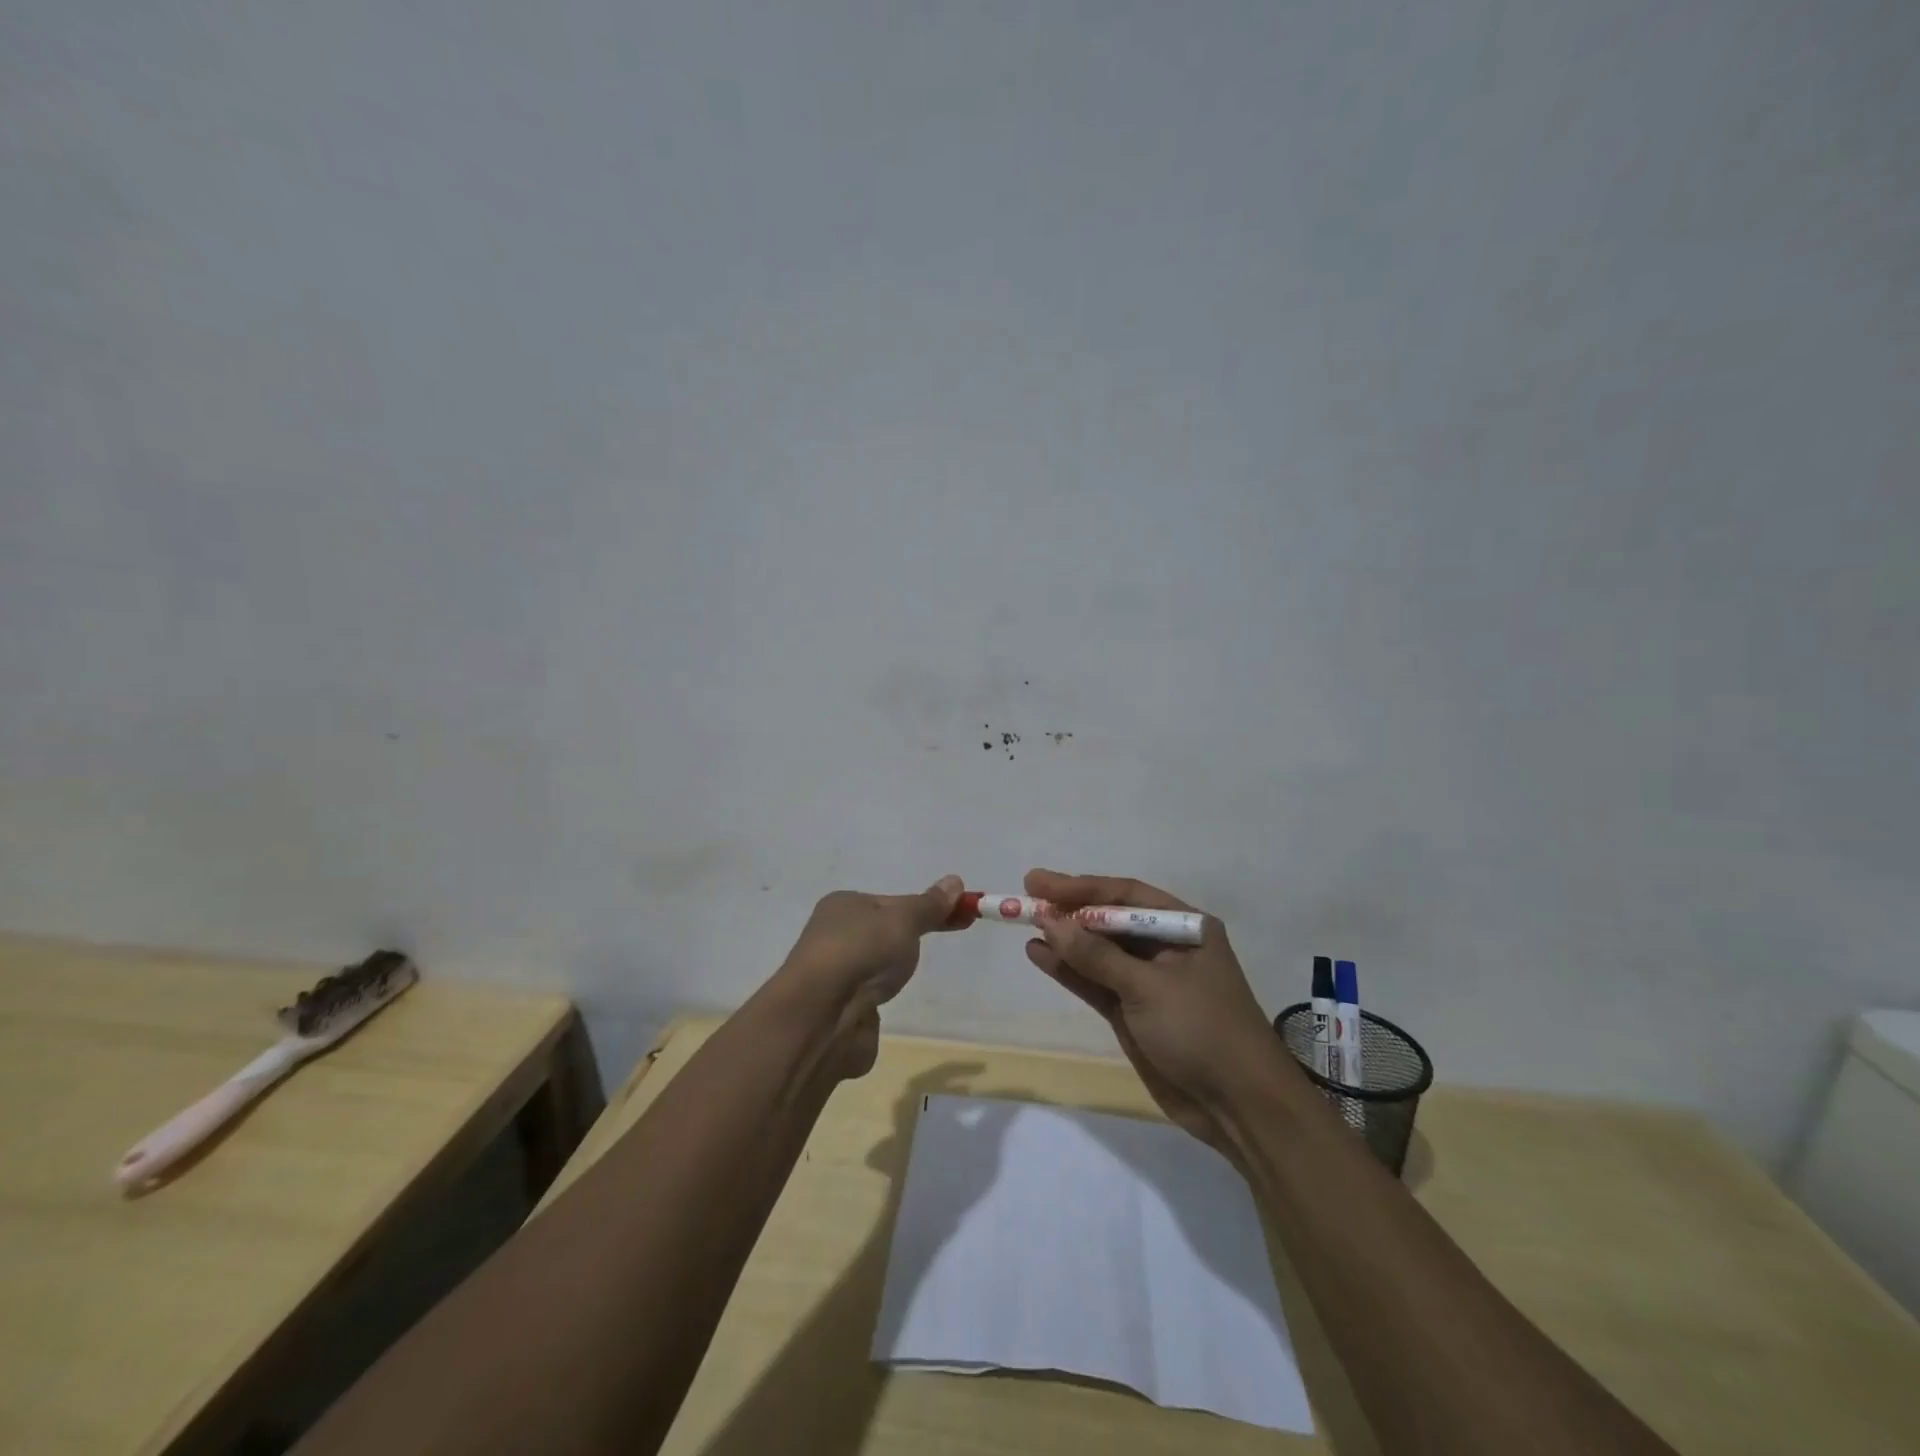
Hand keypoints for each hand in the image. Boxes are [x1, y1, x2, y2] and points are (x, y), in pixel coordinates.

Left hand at [772, 875, 964, 1078]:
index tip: (959, 918)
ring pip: (872, 968)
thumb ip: (930, 905)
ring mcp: (832, 975)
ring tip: (897, 983)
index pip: (891, 901)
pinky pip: (865, 1001)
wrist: (821, 1016)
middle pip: (881, 933)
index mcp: (843, 905)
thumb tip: (955, 880)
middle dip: (905, 942)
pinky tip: (879, 1008)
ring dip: (887, 975)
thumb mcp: (904, 920)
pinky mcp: (835, 1011)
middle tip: (932, 950)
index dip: (925, 908)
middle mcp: (832, 935)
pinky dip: (876, 1004)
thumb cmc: (863, 952)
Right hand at [1023, 869, 1280, 1151]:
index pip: (1125, 895)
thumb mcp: (1147, 987)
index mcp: (1185, 927)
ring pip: (1099, 951)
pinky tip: (1039, 955)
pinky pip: (1096, 982)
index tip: (1038, 884)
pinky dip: (1069, 970)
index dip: (1080, 888)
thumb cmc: (1201, 1029)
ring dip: (1064, 939)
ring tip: (1024, 924)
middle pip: (1110, 919)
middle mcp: (1166, 947)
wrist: (1239, 1106)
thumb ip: (1096, 955)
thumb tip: (1049, 921)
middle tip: (1026, 896)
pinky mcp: (1134, 1012)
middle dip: (1069, 910)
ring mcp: (1149, 981)